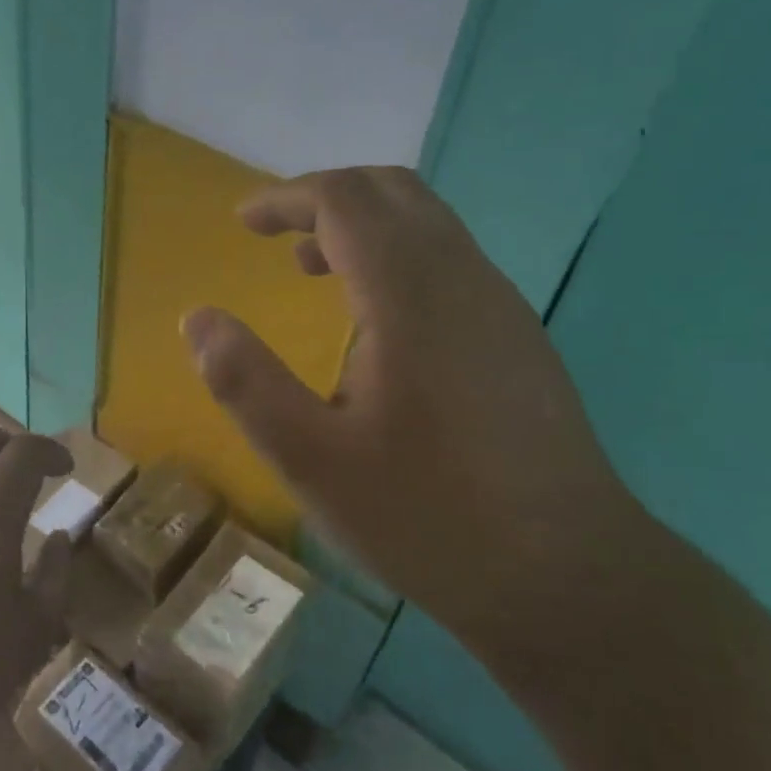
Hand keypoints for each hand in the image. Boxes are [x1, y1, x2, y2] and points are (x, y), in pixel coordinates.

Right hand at [183, 167, 643, 653]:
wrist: (572, 580)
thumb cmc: (429, 518)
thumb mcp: (312, 460)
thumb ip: (245, 382)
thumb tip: (197, 319)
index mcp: (409, 294)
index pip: (343, 199)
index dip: (285, 197)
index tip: (243, 223)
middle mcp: (462, 278)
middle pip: (391, 190)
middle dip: (324, 197)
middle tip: (275, 235)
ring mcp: (499, 304)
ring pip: (426, 221)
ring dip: (362, 224)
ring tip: (311, 269)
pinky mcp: (516, 335)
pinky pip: (447, 258)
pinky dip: (395, 254)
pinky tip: (374, 321)